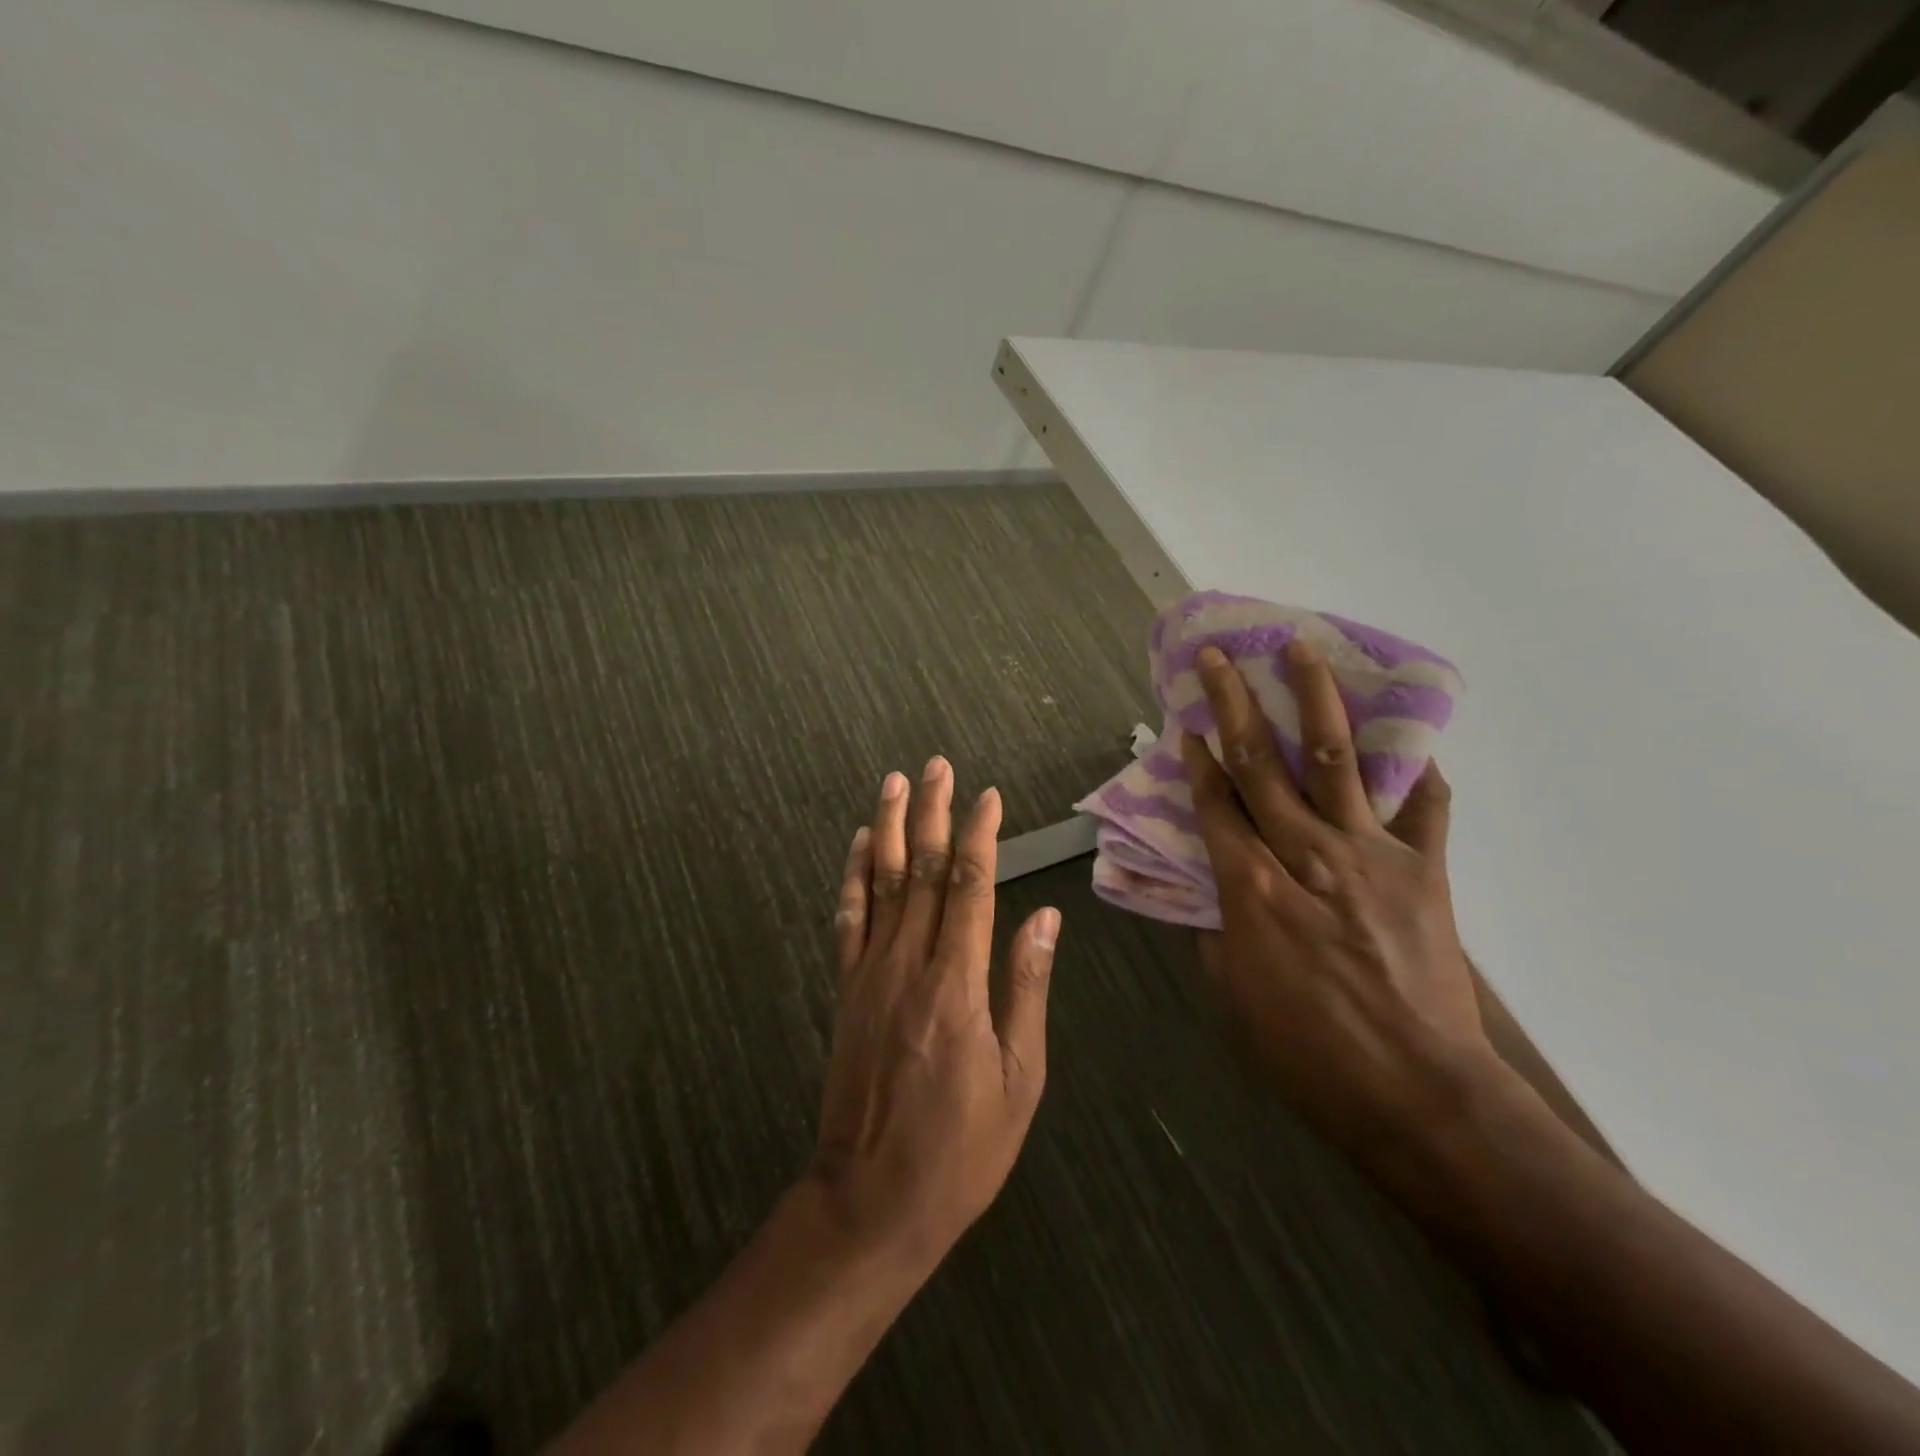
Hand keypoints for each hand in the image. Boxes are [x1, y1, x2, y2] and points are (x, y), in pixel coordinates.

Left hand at [809, 757, 1061, 1267]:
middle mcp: (909, 964)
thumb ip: (1027, 988)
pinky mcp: (847, 990)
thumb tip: (1043, 917)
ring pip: (879, 883)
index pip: (969, 886)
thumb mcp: (1019, 1078)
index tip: (987, 796)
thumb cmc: (962, 1147)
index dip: (978, 835)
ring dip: (888, 828)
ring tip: (894, 783)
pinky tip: (858, 844)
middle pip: (920, 870)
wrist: (873, 1198)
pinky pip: (848, 919)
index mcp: (957, 983)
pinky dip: (853, 876)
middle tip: (936, 766)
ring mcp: (870, 973)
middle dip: (931, 813)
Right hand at [1181, 640, 1498, 1175]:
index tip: (1188, 722)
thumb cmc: (1308, 1053)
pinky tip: (1410, 737)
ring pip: (1334, 761)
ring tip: (1301, 650)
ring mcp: (1370, 854)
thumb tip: (1214, 895)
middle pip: (1260, 765)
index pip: (1216, 805)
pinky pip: (1424, 808)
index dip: (1198, 760)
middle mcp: (1306, 854)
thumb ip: (1218, 933)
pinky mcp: (1425, 869)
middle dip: (1233, 705)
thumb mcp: (1235, 996)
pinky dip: (1417, 769)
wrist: (1420, 1093)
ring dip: (1314, 701)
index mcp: (1253, 888)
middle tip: (1217, 657)